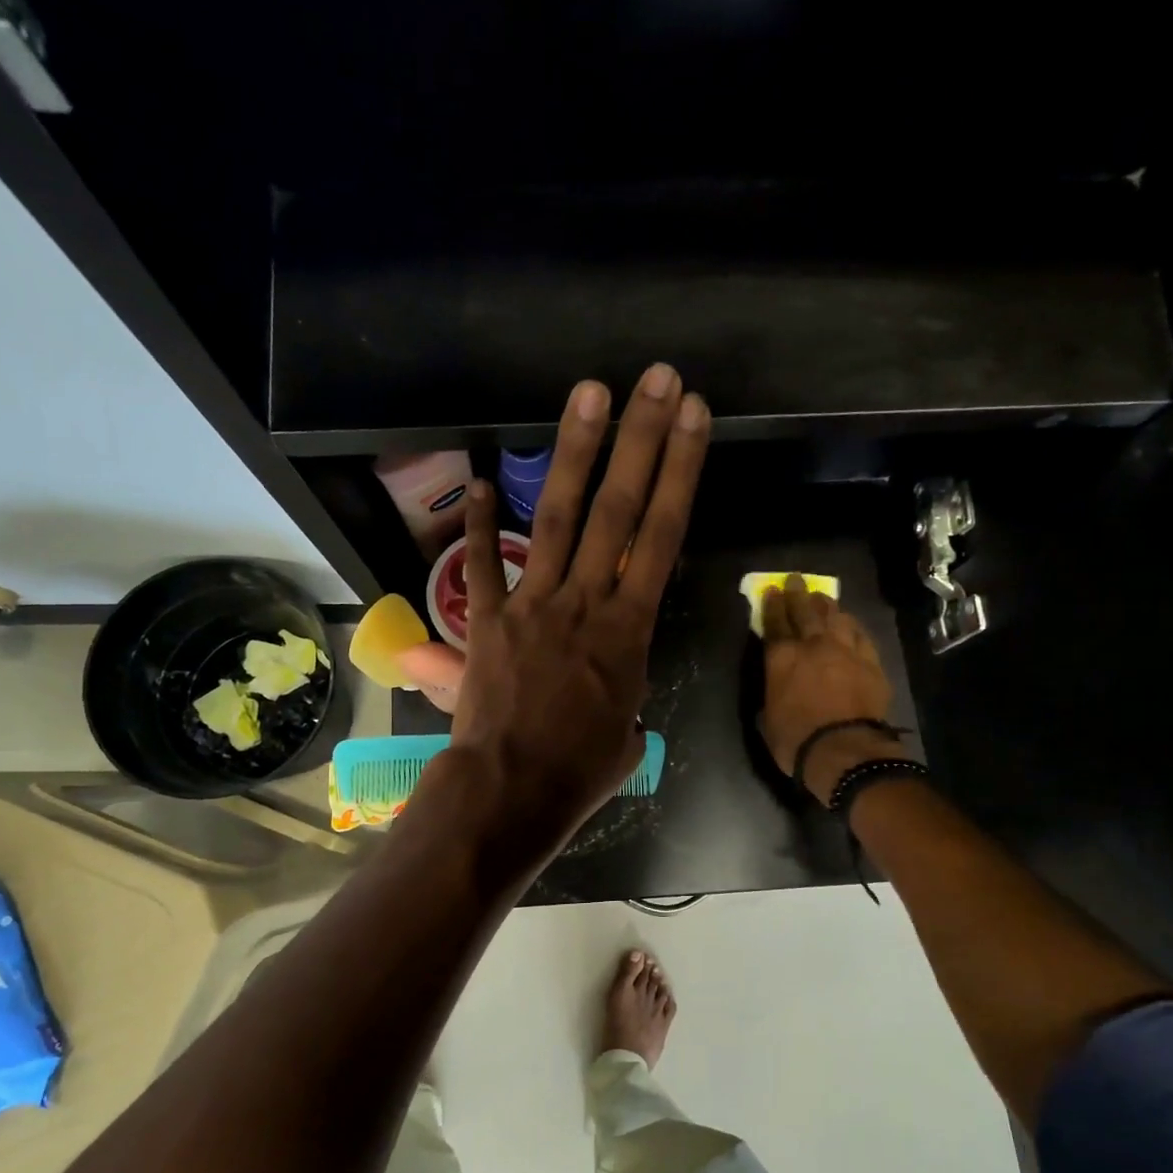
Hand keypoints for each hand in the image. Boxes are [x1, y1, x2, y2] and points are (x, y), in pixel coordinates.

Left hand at [445, 365, 709, 854]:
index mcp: (629, 631)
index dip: (680, 471)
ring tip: (589, 394)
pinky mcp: (486, 621)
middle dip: (640, 440)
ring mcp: (532, 605)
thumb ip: (624, 693)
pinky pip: (482, 566)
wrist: (511, 793)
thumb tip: (612, 686)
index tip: (693, 417)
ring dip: (574, 453)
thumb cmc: (580, 772)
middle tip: (655, 379)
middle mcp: (584, 602)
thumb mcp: (626, 733)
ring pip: (557, 519)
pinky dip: (480, 525)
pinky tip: (482, 480)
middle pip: (617, 509)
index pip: (663, 535)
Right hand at [758, 576, 904, 802]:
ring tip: (823, 598)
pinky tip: (850, 622)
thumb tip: (774, 689)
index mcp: (781, 658)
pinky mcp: (871, 662)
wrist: (845, 750)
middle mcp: (813, 646)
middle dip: (799, 594)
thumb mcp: (767, 719)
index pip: (774, 623)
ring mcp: (846, 651)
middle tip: (796, 581)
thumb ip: (770, 695)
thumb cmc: (796, 740)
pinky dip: (852, 626)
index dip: (772, 605)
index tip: (772, 591)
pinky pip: (861, 635)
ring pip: (836, 618)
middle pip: (806, 612)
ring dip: (827, 606)